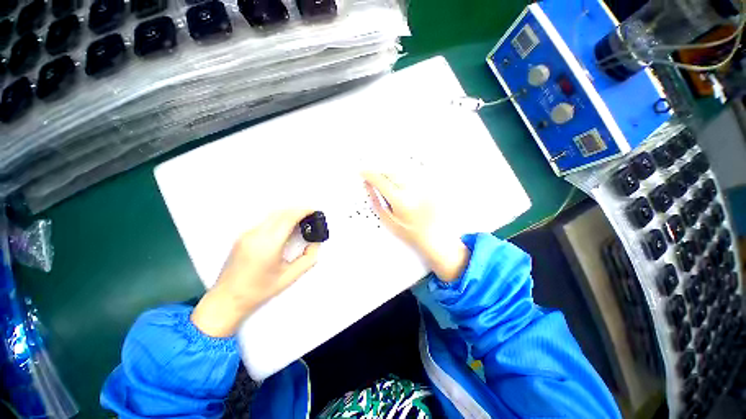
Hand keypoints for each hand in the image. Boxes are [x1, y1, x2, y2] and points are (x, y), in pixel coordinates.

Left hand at [191, 210, 320, 336]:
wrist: (227, 299)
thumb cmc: (258, 291)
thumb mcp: (289, 277)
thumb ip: (307, 259)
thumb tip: (315, 244)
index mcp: (269, 245)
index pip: (288, 218)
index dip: (303, 211)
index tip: (313, 211)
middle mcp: (256, 235)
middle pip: (280, 213)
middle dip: (297, 210)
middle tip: (309, 215)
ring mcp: (247, 234)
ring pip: (272, 215)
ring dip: (288, 214)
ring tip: (300, 221)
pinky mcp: (243, 236)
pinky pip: (264, 221)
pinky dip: (278, 220)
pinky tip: (284, 228)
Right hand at [362, 172, 468, 281]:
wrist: (435, 238)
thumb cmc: (412, 233)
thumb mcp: (389, 222)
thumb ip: (376, 203)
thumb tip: (368, 187)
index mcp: (400, 201)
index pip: (380, 181)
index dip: (369, 174)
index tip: (363, 172)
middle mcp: (412, 191)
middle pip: (391, 172)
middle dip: (379, 172)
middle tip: (373, 176)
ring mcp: (423, 187)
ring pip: (401, 170)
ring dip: (390, 171)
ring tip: (386, 179)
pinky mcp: (429, 185)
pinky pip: (413, 173)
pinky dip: (403, 174)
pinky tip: (400, 181)